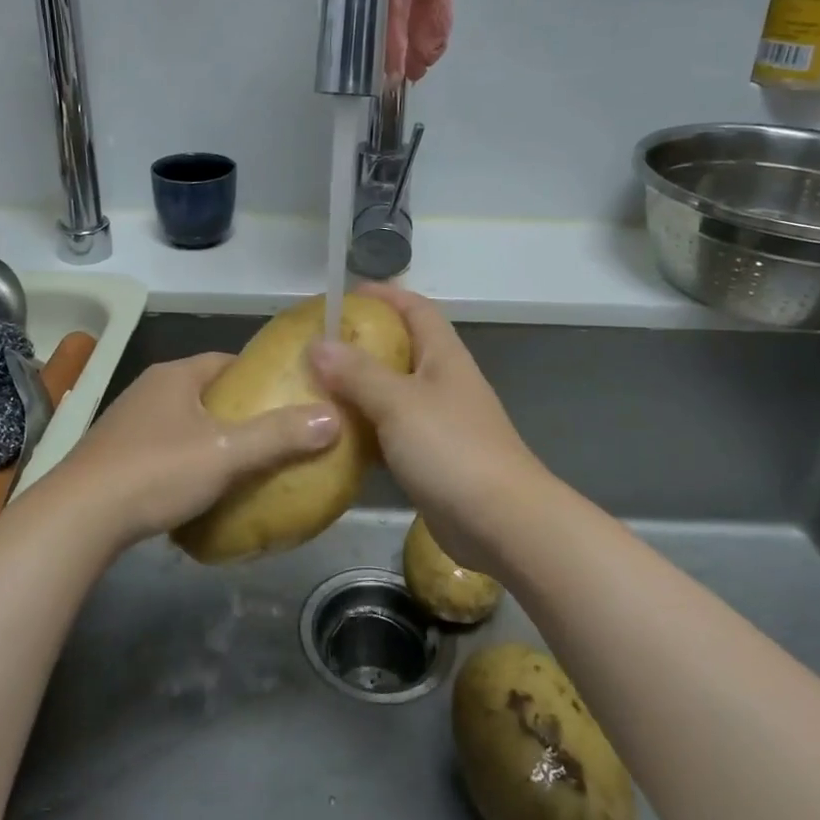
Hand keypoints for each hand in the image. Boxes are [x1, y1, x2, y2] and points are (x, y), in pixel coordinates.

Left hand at [41, 353, 339, 550]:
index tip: (289, 398)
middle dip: (240, 411)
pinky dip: (187, 461)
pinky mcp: (115, 456)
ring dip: (212, 438)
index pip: (227, 361)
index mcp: (175, 375)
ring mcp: (128, 423)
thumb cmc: (156, 472)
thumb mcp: (226, 453)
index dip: (260, 377)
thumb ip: (279, 435)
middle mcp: (149, 389)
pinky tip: (201, 489)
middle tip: (275, 435)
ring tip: (245, 465)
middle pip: (207, 392)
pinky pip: (164, 448)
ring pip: (185, 422)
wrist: (78, 519)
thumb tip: (333, 418)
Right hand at [308, 285, 550, 575]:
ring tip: (316, 389)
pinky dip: (366, 430)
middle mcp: (444, 382)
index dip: (384, 295)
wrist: (502, 524)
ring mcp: (440, 422)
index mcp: (444, 356)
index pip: (416, 308)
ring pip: (393, 393)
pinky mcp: (432, 458)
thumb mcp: (398, 403)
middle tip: (319, 347)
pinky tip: (336, 438)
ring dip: (360, 389)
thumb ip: (357, 373)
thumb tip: (317, 344)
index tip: (345, 295)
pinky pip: (392, 432)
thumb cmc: (452, 449)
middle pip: (402, 348)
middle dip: (363, 343)